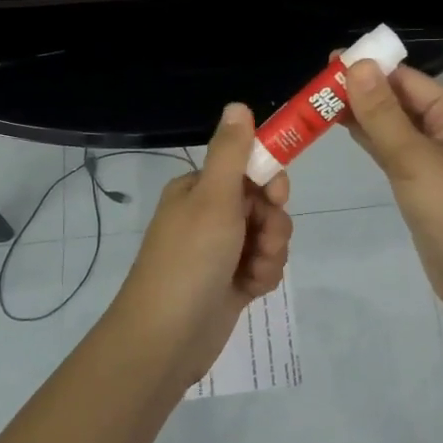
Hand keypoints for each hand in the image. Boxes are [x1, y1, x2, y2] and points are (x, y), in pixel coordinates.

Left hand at [109, 103, 292, 386]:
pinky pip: (263, 266)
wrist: (166, 337)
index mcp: (199, 189)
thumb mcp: (213, 198)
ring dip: (270, 253)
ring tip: (250, 273)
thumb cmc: (190, 259)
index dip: (270, 182)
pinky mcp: (231, 281)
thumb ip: (231, 152)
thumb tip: (238, 105)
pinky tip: (249, 290)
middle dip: (272, 225)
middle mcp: (209, 215)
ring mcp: (220, 250)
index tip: (276, 197)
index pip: (249, 168)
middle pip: (265, 204)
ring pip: (269, 237)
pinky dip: (262, 276)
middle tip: (260, 241)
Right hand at [343, 60, 442, 312]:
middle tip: (314, 86)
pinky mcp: (425, 184)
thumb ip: (382, 113)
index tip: (327, 64)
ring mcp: (437, 159)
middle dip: (362, 91)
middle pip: (400, 100)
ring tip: (319, 103)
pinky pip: (395, 152)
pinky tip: (345, 130)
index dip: (369, 69)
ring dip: (363, 115)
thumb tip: (356, 64)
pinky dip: (372, 140)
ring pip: (395, 127)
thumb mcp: (414, 158)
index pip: (407, 80)